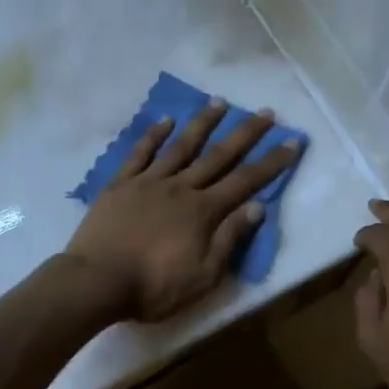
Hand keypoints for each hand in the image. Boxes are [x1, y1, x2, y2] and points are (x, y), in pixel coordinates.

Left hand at [65, 99, 299, 321]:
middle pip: (218, 155)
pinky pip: (139, 153)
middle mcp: (181, 188)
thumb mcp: (203, 275)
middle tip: (264, 112)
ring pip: (181, 146)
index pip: (245, 181)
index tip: (292, 140)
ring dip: (202, 123)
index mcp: (203, 212)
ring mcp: (148, 182)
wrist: (96, 281)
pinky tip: (165, 119)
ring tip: (219, 101)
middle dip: (245, 133)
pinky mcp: (120, 184)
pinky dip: (153, 134)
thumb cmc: (153, 287)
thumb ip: (229, 239)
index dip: (271, 161)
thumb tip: (257, 206)